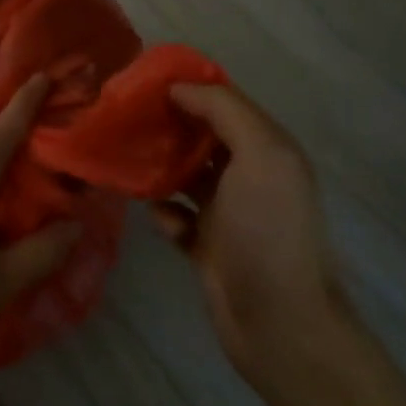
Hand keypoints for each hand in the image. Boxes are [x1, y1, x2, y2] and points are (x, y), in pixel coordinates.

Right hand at [152, 84, 353, 395]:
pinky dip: (163, 211)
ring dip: (159, 166)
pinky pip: (176, 216)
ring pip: (184, 174)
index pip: (224, 102)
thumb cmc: (268, 231)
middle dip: (167, 124)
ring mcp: (228, 212)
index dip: (188, 87)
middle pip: (200, 136)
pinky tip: (156, 214)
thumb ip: (224, 111)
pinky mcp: (207, 245)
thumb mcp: (259, 156)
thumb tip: (179, 88)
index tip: (144, 80)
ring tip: (126, 158)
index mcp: (267, 148)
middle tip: (125, 116)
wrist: (280, 325)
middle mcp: (249, 175)